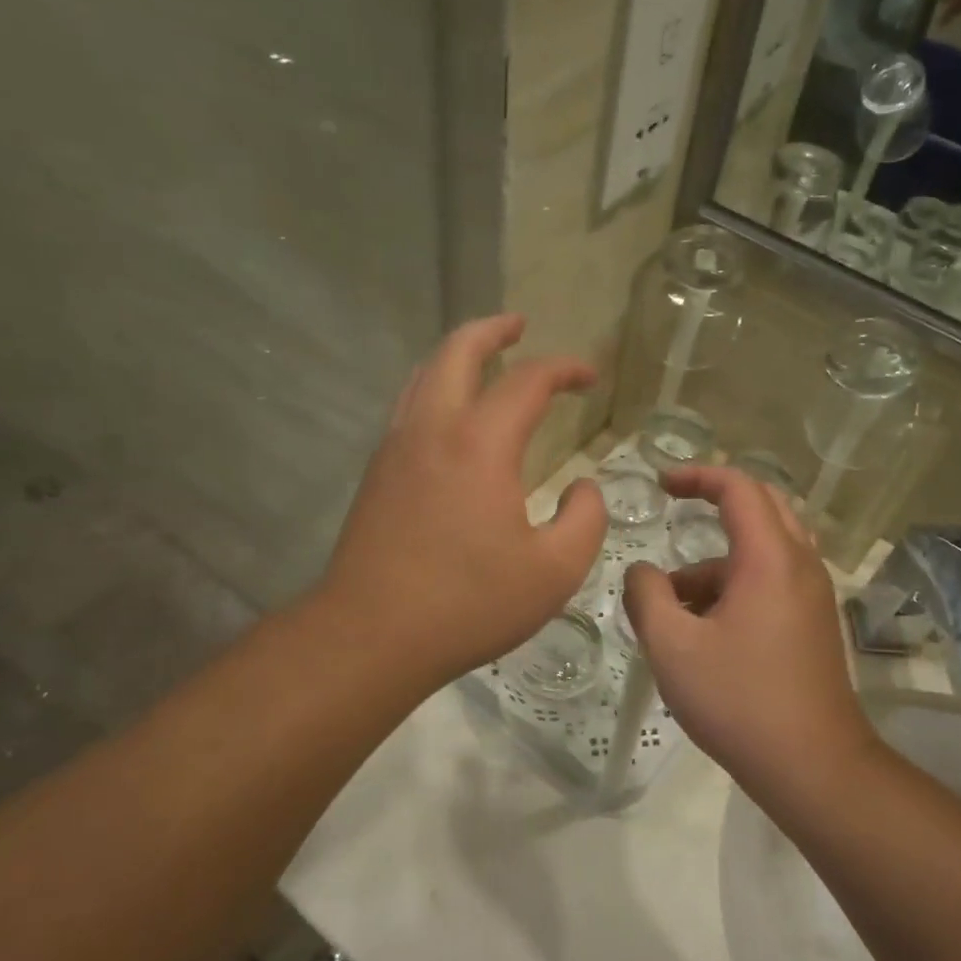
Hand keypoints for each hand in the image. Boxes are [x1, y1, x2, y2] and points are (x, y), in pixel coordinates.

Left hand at [324, 315, 606, 685]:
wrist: (371, 635)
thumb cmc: (469, 603)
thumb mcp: (554, 571)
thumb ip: (585, 520)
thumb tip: (583, 489)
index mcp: (480, 443)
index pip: (528, 381)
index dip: (564, 369)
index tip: (589, 377)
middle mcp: (432, 429)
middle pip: (457, 352)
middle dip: (492, 330)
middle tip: (518, 325)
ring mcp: (395, 448)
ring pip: (423, 376)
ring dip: (456, 356)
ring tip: (484, 359)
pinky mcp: (376, 475)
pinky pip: (408, 408)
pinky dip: (435, 389)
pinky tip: (451, 418)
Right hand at [623, 466, 869, 790]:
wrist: (814, 766)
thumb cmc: (739, 700)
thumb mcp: (673, 647)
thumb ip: (647, 597)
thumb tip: (641, 572)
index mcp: (770, 559)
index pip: (739, 488)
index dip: (698, 475)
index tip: (661, 484)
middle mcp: (800, 565)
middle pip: (763, 507)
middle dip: (716, 503)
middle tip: (675, 509)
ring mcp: (813, 596)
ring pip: (765, 550)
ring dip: (719, 560)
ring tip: (673, 604)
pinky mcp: (814, 624)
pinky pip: (774, 581)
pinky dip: (736, 586)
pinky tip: (704, 631)